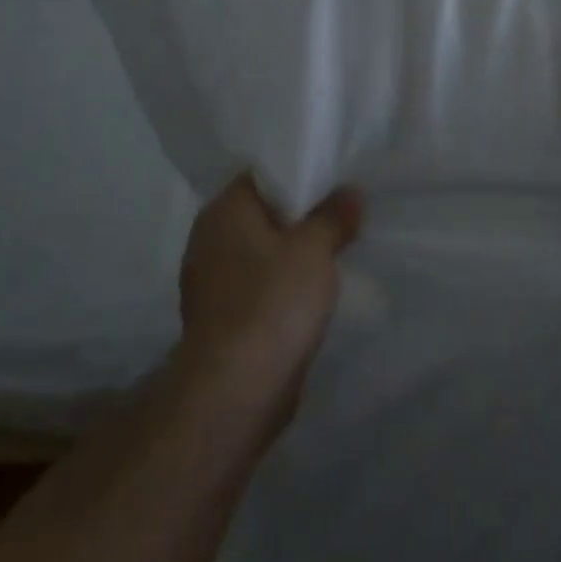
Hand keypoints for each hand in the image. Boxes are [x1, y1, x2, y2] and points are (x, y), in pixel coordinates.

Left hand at [177, 175, 362, 430]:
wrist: (236, 389)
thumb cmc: (272, 301)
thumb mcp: (314, 247)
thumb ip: (334, 214)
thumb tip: (350, 193)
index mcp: (223, 211)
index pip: (262, 174)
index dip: (300, 172)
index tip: (337, 176)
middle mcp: (210, 240)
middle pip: (264, 213)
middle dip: (303, 214)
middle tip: (346, 209)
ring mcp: (214, 282)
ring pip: (264, 251)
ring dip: (296, 251)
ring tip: (339, 246)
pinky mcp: (224, 318)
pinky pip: (261, 285)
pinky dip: (285, 283)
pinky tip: (316, 288)